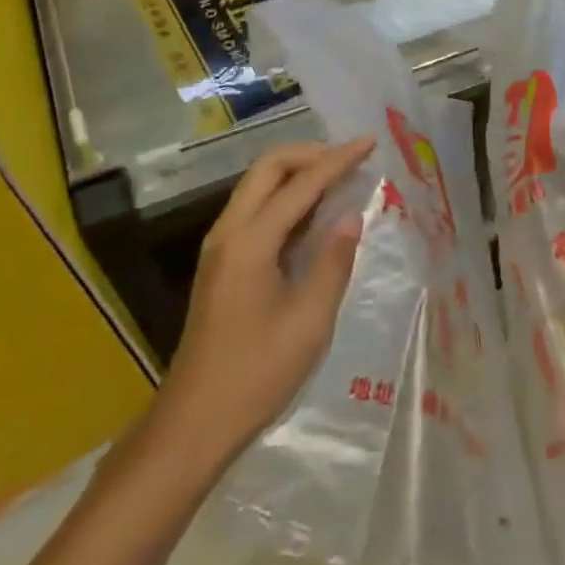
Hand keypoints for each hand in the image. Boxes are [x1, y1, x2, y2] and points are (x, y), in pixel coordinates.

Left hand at [156, 138, 375, 460]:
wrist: (195, 421)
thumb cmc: (258, 372)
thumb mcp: (310, 320)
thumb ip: (334, 261)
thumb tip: (352, 217)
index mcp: (250, 242)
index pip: (300, 184)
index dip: (338, 161)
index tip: (370, 143)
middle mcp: (228, 232)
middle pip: (268, 168)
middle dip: (311, 154)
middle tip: (351, 157)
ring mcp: (220, 247)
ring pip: (258, 186)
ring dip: (297, 173)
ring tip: (340, 176)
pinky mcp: (222, 263)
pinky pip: (256, 210)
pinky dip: (286, 198)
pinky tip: (315, 212)